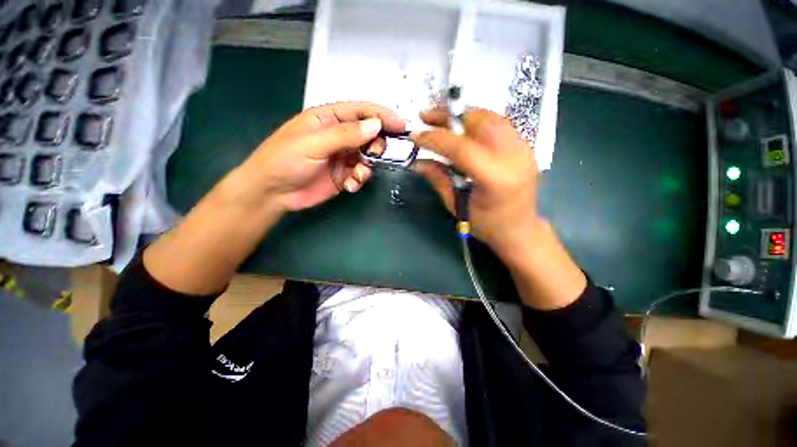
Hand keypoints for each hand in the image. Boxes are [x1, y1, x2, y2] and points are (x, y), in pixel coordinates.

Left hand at [239, 102, 405, 210]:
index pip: (361, 111)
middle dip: (377, 144)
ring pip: (368, 156)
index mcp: (328, 119)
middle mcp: (339, 136)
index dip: (381, 115)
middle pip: (369, 134)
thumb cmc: (285, 160)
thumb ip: (346, 134)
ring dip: (368, 165)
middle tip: (376, 153)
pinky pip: (361, 174)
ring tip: (358, 173)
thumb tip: (375, 126)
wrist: (273, 193)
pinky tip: (350, 184)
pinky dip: (360, 179)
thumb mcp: (314, 143)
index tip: (400, 125)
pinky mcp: (344, 175)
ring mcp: (342, 157)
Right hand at [412, 108, 540, 260]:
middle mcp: (514, 157)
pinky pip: (499, 123)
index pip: (462, 147)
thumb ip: (438, 179)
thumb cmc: (487, 225)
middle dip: (449, 116)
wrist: (520, 229)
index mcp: (496, 178)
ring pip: (491, 117)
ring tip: (441, 120)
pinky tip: (463, 128)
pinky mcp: (525, 146)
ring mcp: (524, 148)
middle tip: (426, 117)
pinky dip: (477, 121)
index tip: (416, 136)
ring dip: (463, 115)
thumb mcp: (457, 205)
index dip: (436, 138)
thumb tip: (417, 162)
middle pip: (480, 122)